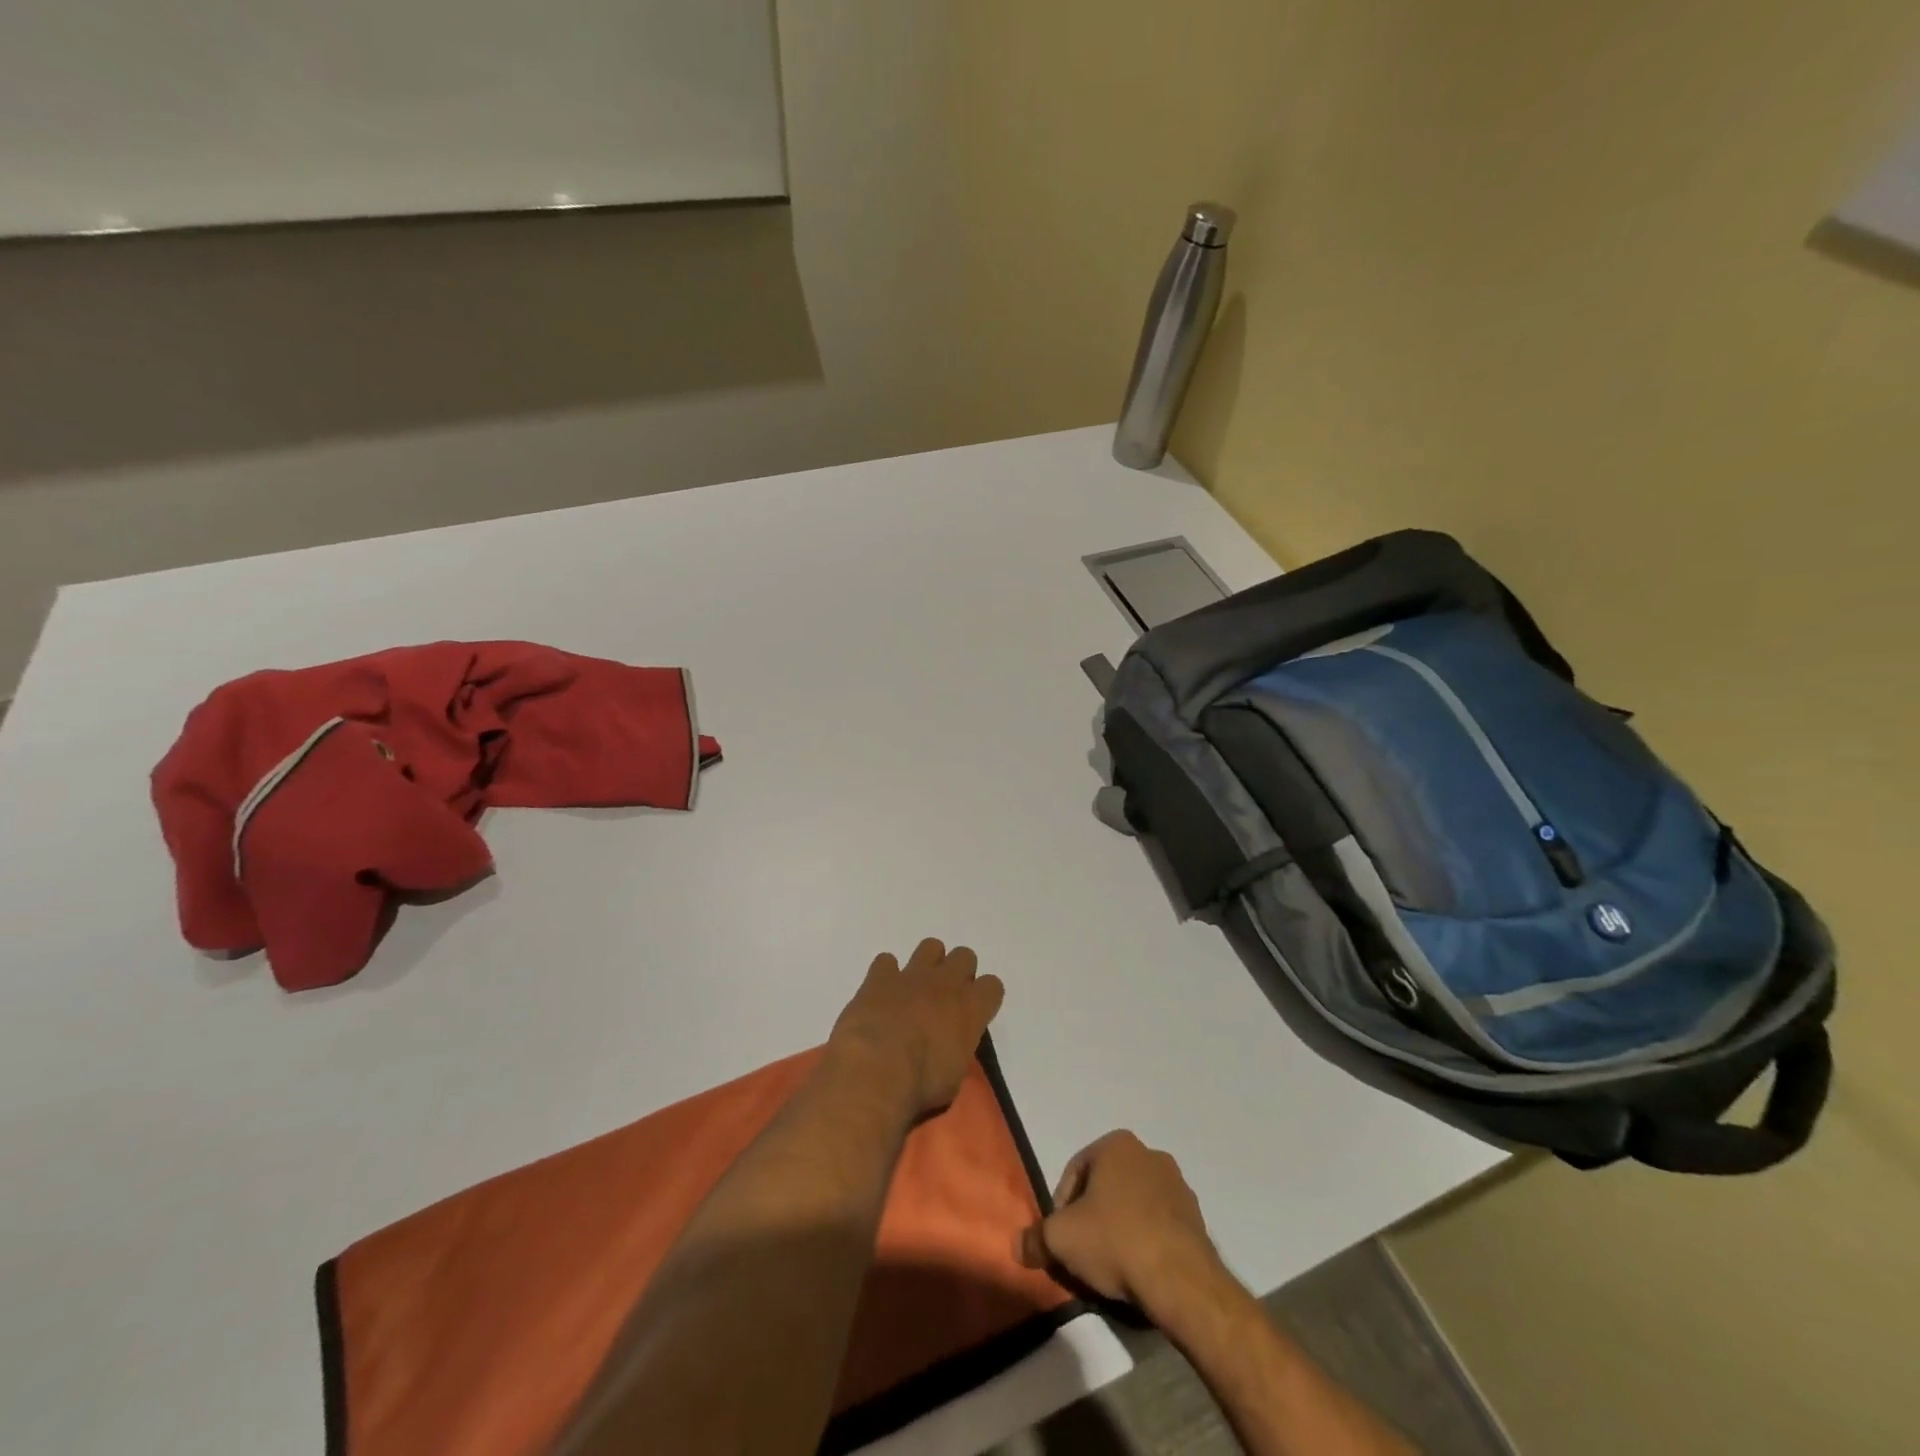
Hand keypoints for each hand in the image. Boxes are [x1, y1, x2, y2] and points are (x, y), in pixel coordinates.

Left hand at [828, 938, 1004, 1120]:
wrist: (876, 1069)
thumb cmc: (921, 1084)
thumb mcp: (953, 1077)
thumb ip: (956, 1051)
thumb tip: (949, 1048)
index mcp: (971, 1008)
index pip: (993, 986)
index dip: (984, 998)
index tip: (974, 1013)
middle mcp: (946, 983)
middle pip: (965, 956)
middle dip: (958, 972)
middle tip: (945, 998)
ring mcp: (912, 975)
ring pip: (930, 946)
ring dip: (926, 964)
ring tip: (915, 989)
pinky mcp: (880, 976)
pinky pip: (886, 961)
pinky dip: (885, 974)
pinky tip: (881, 993)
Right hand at [1017, 1131, 1226, 1315]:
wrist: (1181, 1279)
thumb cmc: (1115, 1240)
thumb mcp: (1061, 1239)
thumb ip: (1035, 1238)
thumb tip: (1018, 1245)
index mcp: (1117, 1144)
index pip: (1075, 1171)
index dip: (1061, 1206)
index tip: (1059, 1237)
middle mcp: (1149, 1154)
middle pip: (1106, 1186)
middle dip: (1091, 1215)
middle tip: (1082, 1251)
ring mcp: (1177, 1185)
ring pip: (1134, 1204)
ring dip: (1119, 1227)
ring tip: (1111, 1266)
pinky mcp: (1196, 1217)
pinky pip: (1159, 1224)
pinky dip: (1145, 1240)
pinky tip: (1139, 1271)